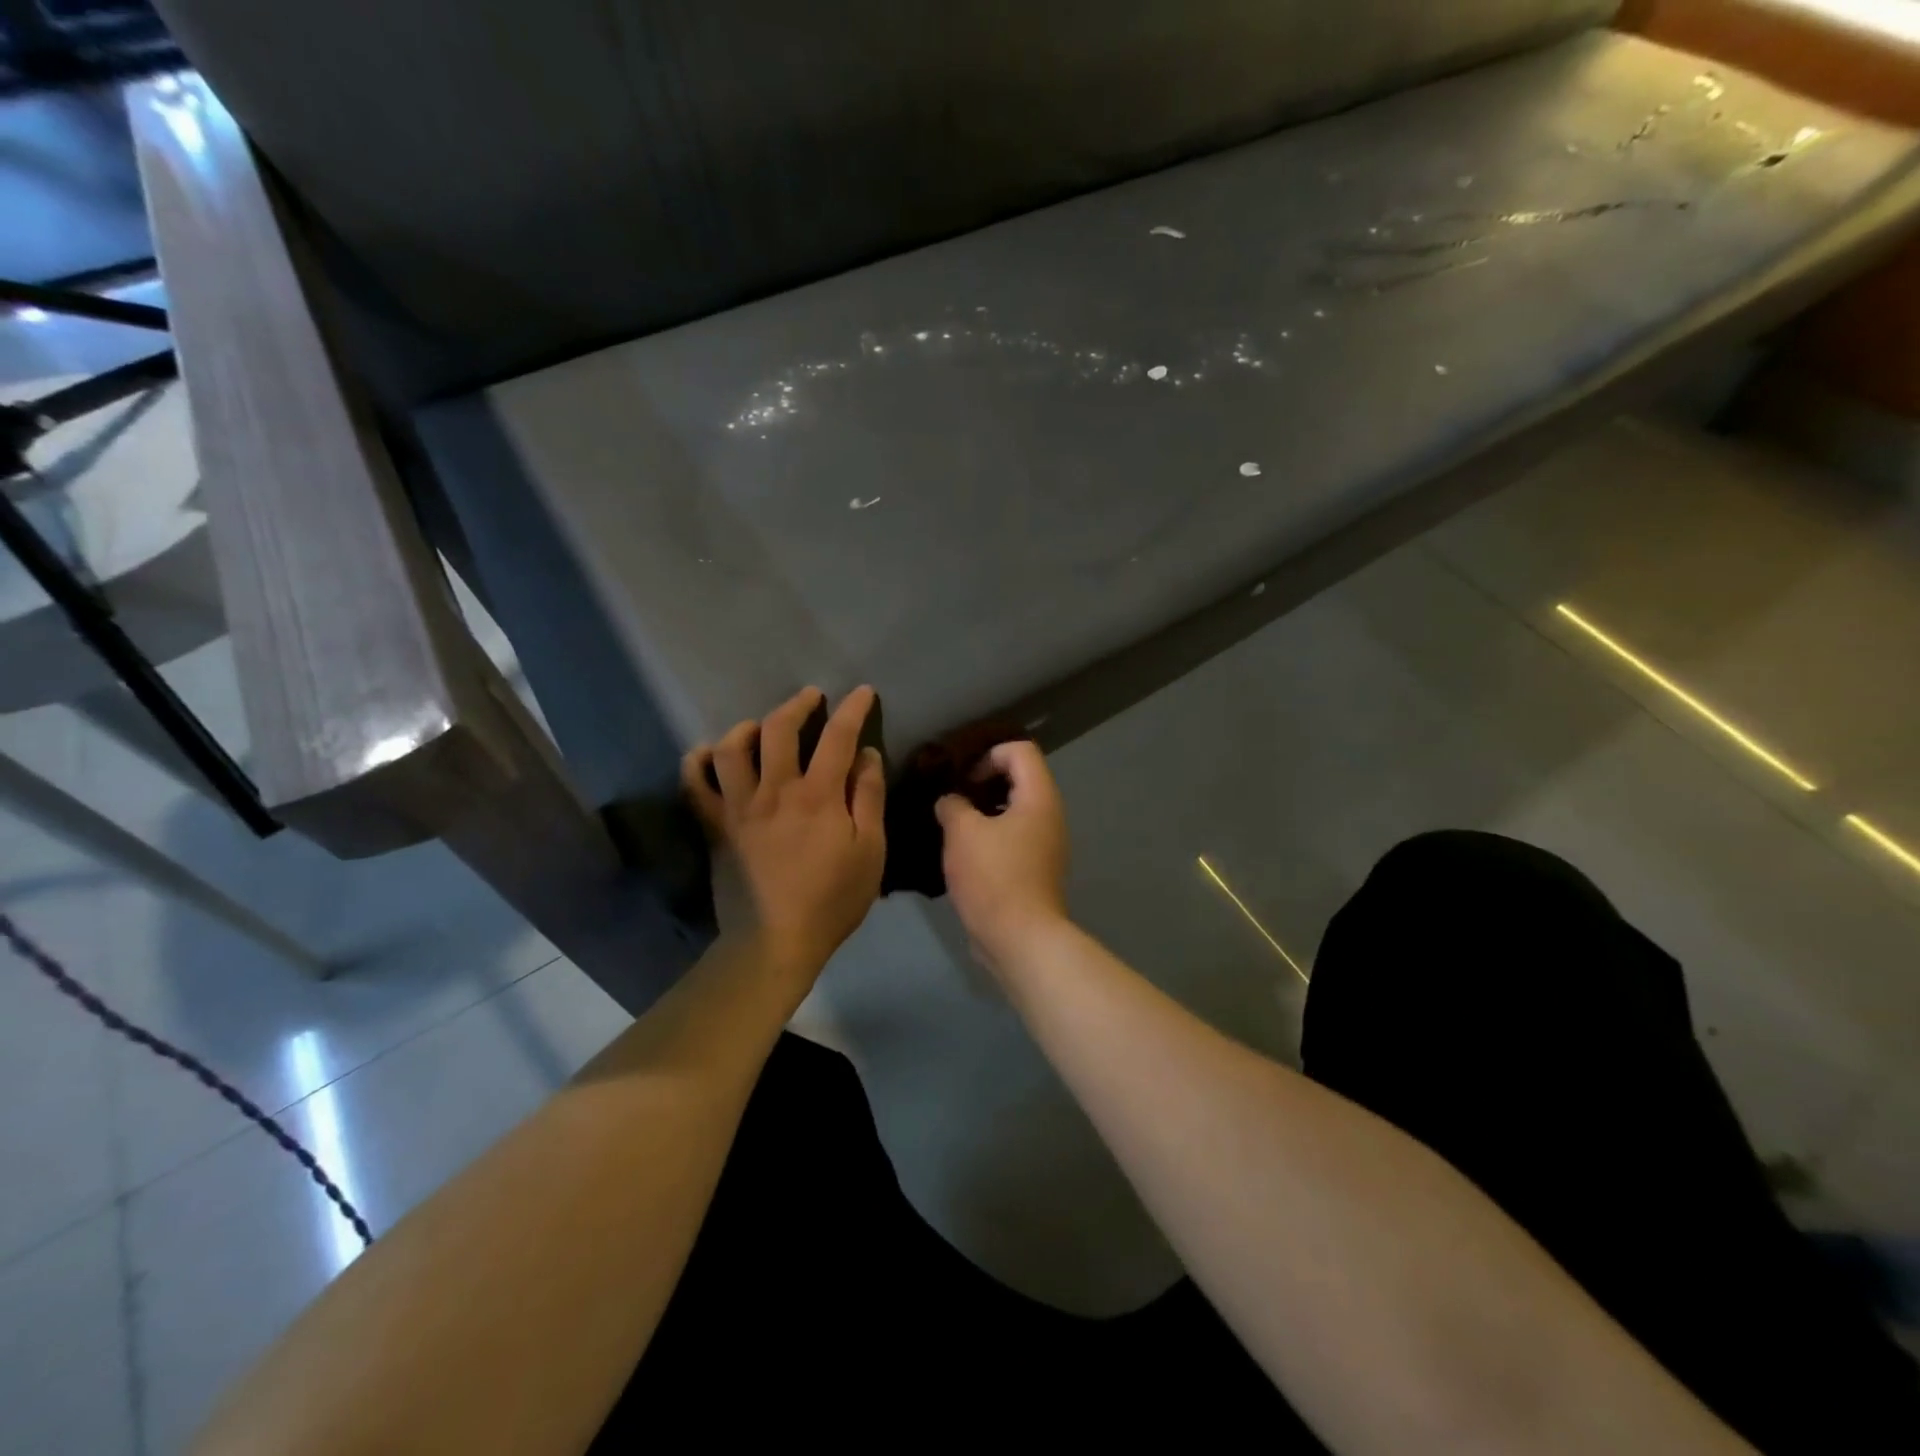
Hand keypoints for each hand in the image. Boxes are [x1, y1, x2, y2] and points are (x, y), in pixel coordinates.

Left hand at [684, 686, 886, 984]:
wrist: (775, 941)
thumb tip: (866, 755)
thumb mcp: (870, 850)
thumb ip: (868, 797)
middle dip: (797, 705)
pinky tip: (708, 753)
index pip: (837, 736)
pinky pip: (694, 784)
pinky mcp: (714, 826)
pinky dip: (697, 762)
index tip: (862, 692)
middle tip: (811, 698)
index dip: (853, 708)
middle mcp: (774, 789)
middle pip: (779, 729)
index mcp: (818, 795)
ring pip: (731, 748)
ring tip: (761, 727)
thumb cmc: (832, 899)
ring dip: (748, 727)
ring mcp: (738, 807)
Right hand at [934, 741, 1070, 971]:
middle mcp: (1050, 815)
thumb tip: (950, 801)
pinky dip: (991, 835)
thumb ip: (952, 805)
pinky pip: (1014, 837)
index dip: (988, 754)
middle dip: (983, 782)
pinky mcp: (1036, 869)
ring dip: (984, 811)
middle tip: (952, 798)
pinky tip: (964, 853)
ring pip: (1015, 810)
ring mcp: (1046, 844)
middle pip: (1020, 778)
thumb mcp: (962, 833)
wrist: (1021, 939)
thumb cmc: (994, 877)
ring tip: (953, 825)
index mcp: (1039, 797)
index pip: (1020, 750)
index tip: (963, 778)